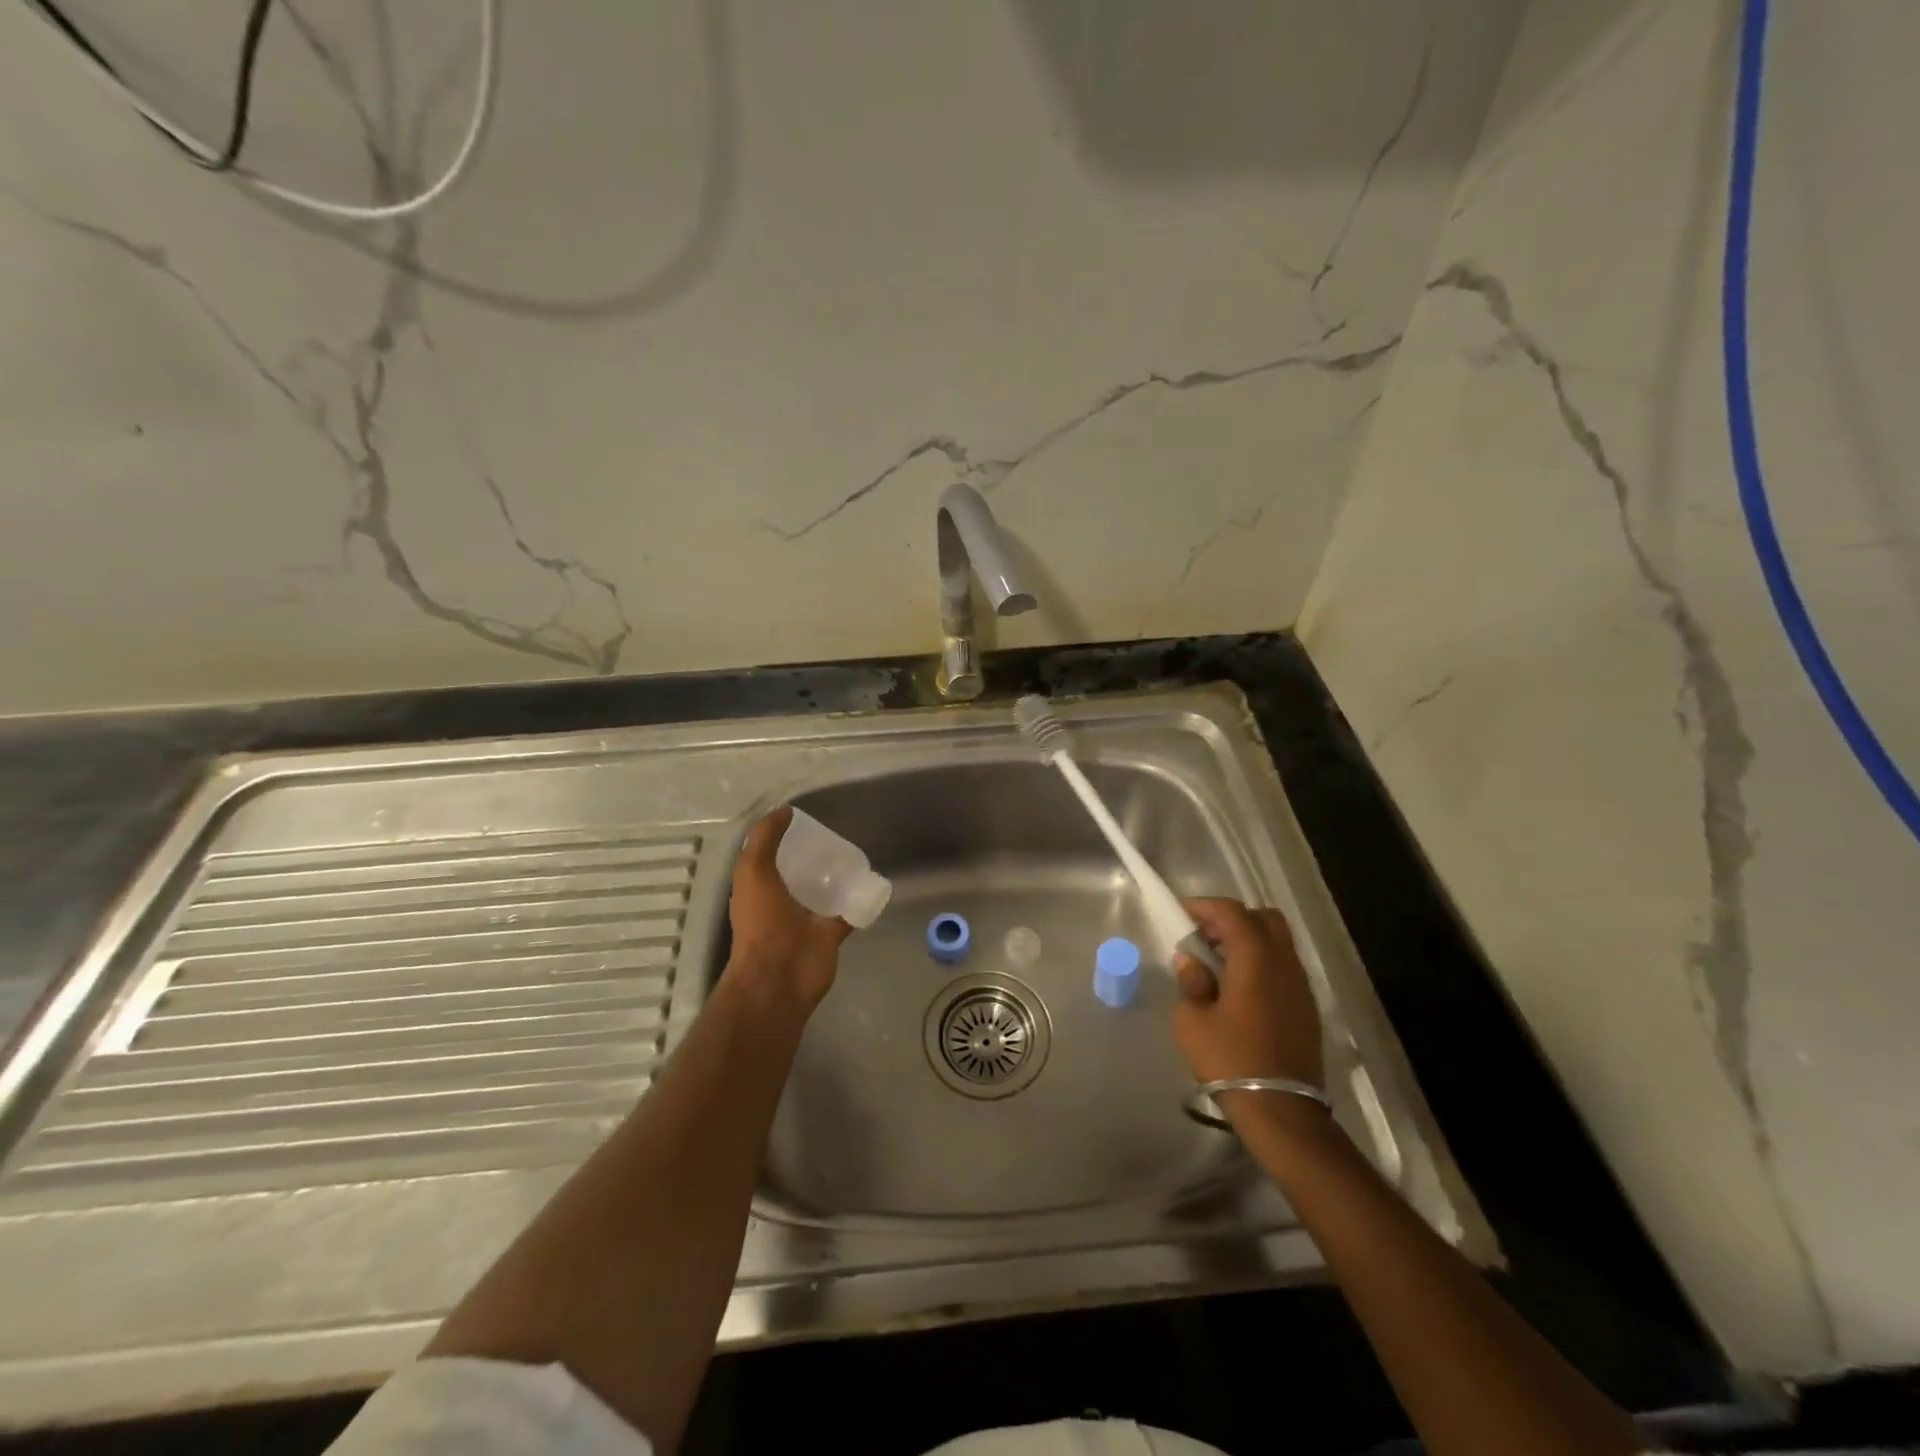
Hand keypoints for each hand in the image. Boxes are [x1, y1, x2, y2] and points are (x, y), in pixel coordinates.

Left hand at [725, 806, 853, 1008]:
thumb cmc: (761, 922)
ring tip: (856, 853)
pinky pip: (848, 911)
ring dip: (837, 877)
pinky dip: (860, 899)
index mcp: (759, 887)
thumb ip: (765, 839)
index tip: (805, 820)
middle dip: (814, 855)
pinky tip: (873, 882)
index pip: (769, 855)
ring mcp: (806, 919)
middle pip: (799, 872)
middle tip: (837, 835)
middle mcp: (781, 901)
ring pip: (824, 891)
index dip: (783, 837)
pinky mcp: (829, 934)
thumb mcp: (753, 871)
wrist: (780, 978)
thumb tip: (785, 811)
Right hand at [1172, 898, 1323, 1091]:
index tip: (1181, 913)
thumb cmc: (1230, 1059)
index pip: (1232, 912)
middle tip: (1204, 936)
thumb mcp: (1192, 1020)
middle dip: (1232, 919)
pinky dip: (1260, 963)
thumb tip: (1191, 961)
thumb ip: (1191, 982)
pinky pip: (1283, 967)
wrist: (1281, 1110)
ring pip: (1277, 943)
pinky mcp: (1306, 1008)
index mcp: (1256, 958)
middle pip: (1264, 919)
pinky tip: (1238, 988)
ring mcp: (1300, 986)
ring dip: (1248, 941)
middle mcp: (1284, 963)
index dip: (1204, 906)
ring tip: (1217, 963)